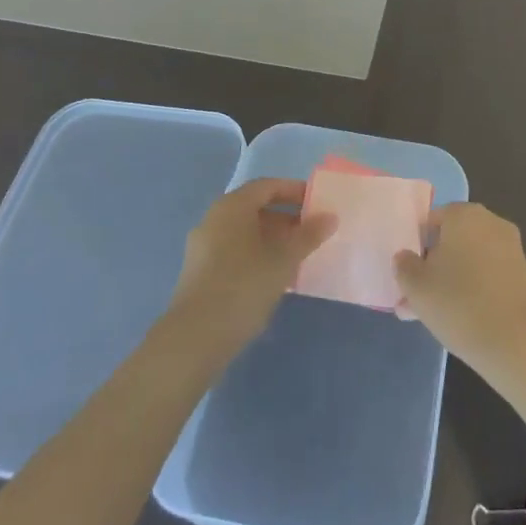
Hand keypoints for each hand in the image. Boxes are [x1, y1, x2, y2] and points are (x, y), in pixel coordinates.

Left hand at [168, 180, 335, 360]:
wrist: (195, 338)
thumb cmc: (244, 286)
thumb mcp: (283, 259)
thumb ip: (308, 235)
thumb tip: (330, 217)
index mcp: (232, 207)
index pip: (267, 186)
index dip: (294, 191)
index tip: (317, 204)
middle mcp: (214, 219)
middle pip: (255, 209)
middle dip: (286, 218)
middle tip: (312, 233)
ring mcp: (203, 247)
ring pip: (245, 233)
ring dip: (273, 240)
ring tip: (299, 257)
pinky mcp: (200, 273)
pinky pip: (235, 252)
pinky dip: (257, 256)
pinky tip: (275, 278)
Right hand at [394, 202, 525, 427]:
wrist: (519, 343)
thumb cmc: (460, 304)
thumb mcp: (417, 287)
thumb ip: (404, 266)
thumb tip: (405, 256)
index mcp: (463, 214)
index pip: (430, 221)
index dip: (415, 247)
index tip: (407, 277)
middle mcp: (489, 221)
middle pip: (450, 240)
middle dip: (432, 267)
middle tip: (415, 299)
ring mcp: (509, 246)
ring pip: (468, 260)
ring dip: (450, 281)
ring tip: (431, 316)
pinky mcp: (522, 272)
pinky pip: (486, 274)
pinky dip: (472, 289)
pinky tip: (459, 318)